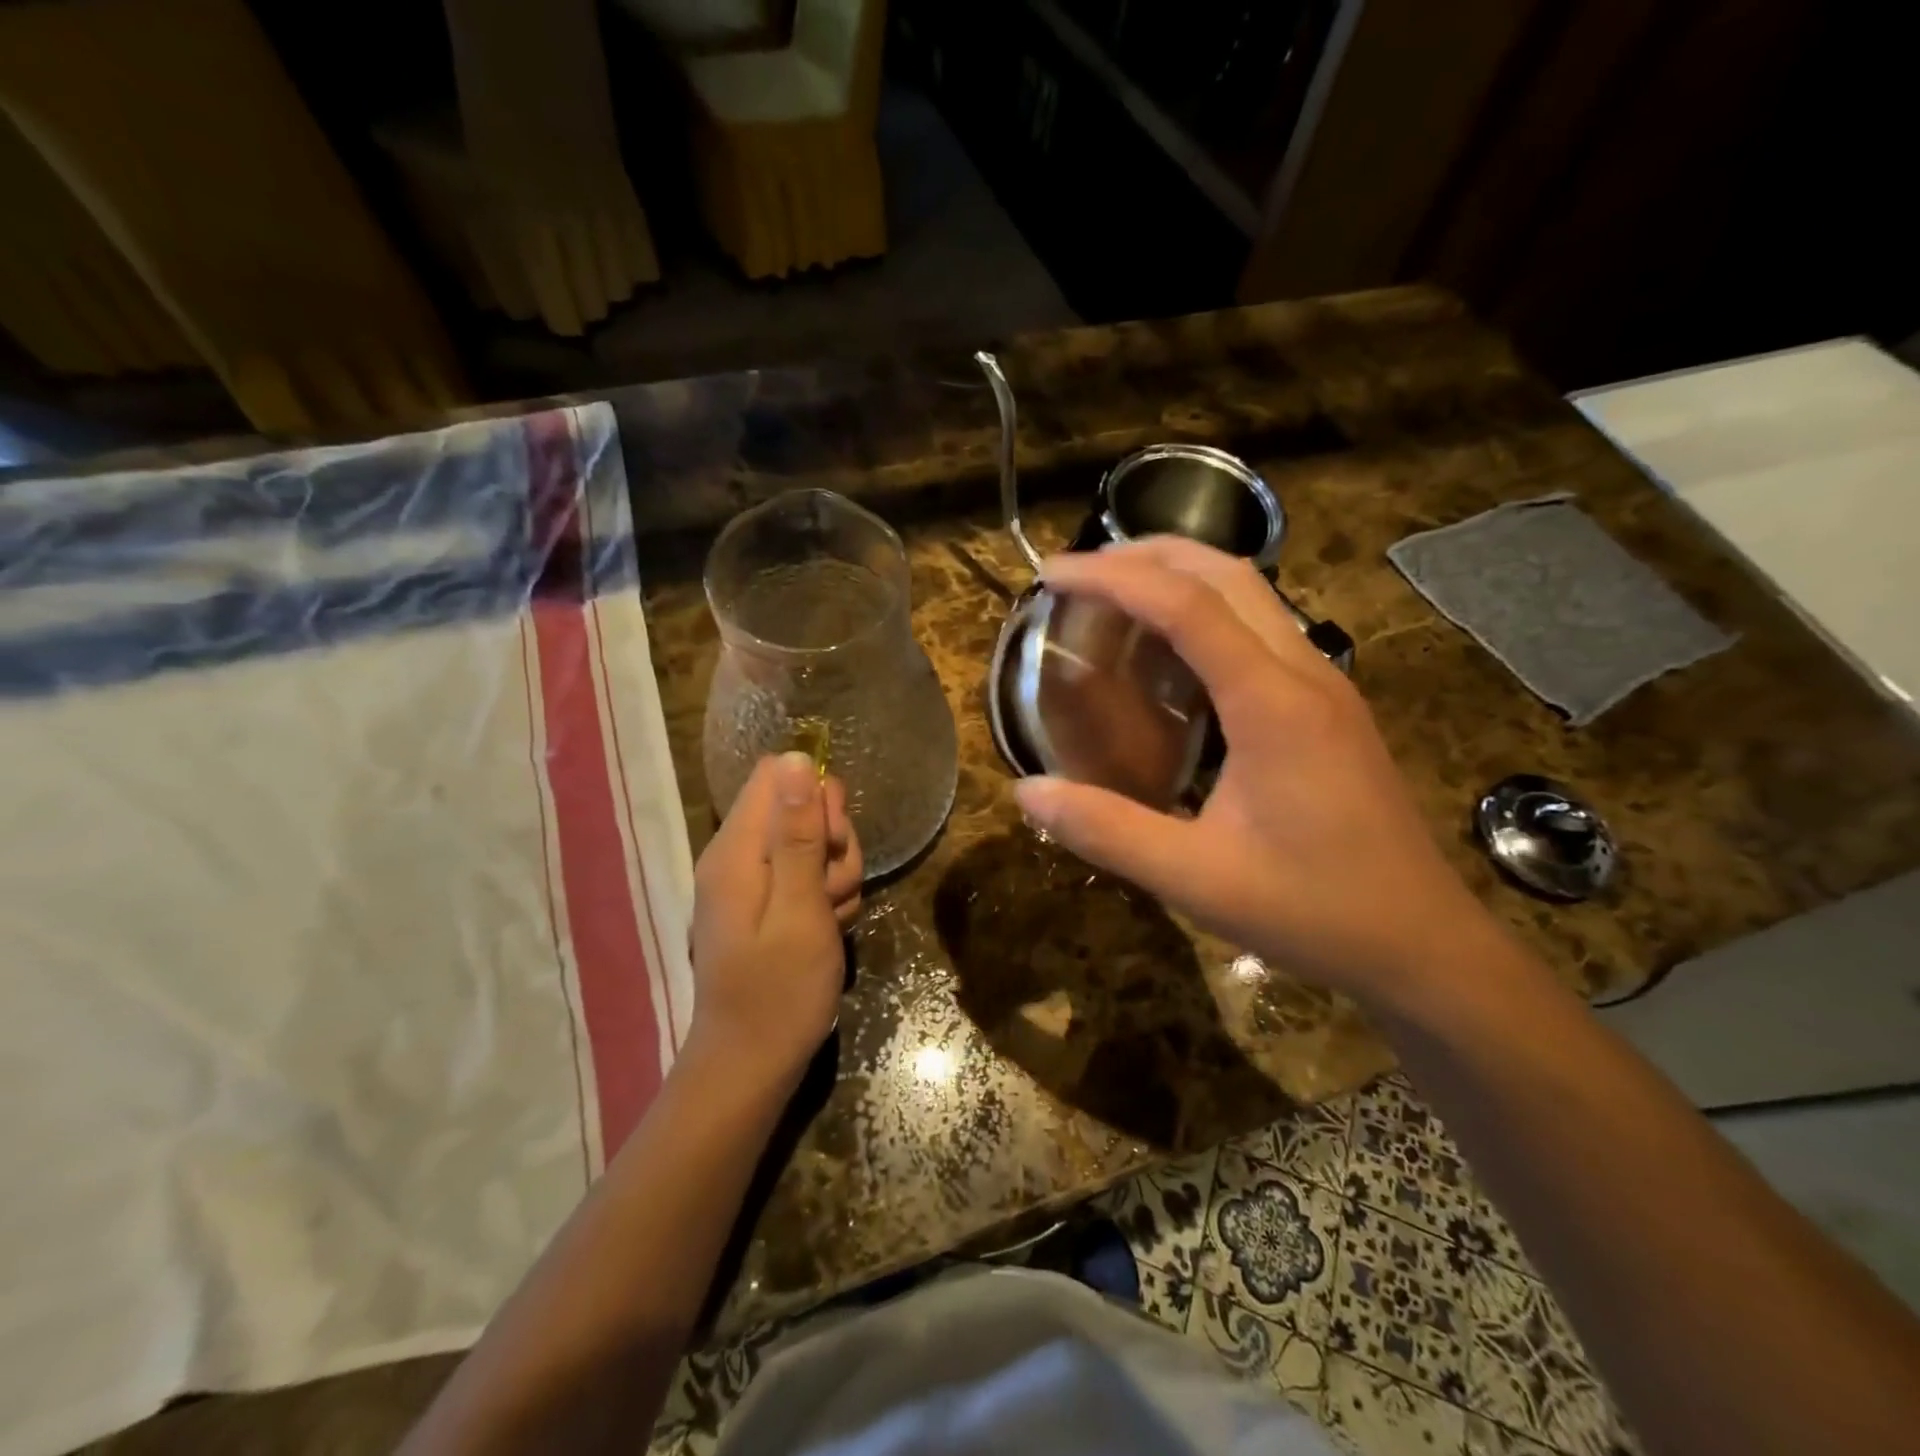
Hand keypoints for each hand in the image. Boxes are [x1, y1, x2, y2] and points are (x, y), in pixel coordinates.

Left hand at [688, 753, 862, 1087]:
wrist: (753, 1063)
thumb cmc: (779, 990)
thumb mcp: (801, 908)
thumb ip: (798, 834)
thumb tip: (795, 759)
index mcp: (737, 849)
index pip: (777, 775)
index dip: (816, 796)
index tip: (832, 840)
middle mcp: (739, 855)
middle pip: (800, 807)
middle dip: (833, 841)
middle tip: (833, 889)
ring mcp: (753, 880)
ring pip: (812, 843)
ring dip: (836, 873)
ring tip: (830, 917)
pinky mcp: (767, 902)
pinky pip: (807, 875)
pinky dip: (826, 896)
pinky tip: (828, 928)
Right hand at [1013, 537, 1502, 1008]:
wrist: (1422, 944)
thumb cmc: (1313, 910)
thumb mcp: (1195, 878)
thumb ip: (1106, 831)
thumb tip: (1027, 792)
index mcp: (1272, 703)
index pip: (1186, 604)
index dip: (1113, 578)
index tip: (1052, 575)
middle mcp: (1304, 673)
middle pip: (1225, 573)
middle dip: (1149, 554)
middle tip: (1081, 572)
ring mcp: (1324, 685)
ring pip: (1250, 594)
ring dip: (1181, 577)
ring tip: (1116, 598)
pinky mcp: (1327, 707)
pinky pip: (1261, 630)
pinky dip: (1206, 615)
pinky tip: (1171, 658)